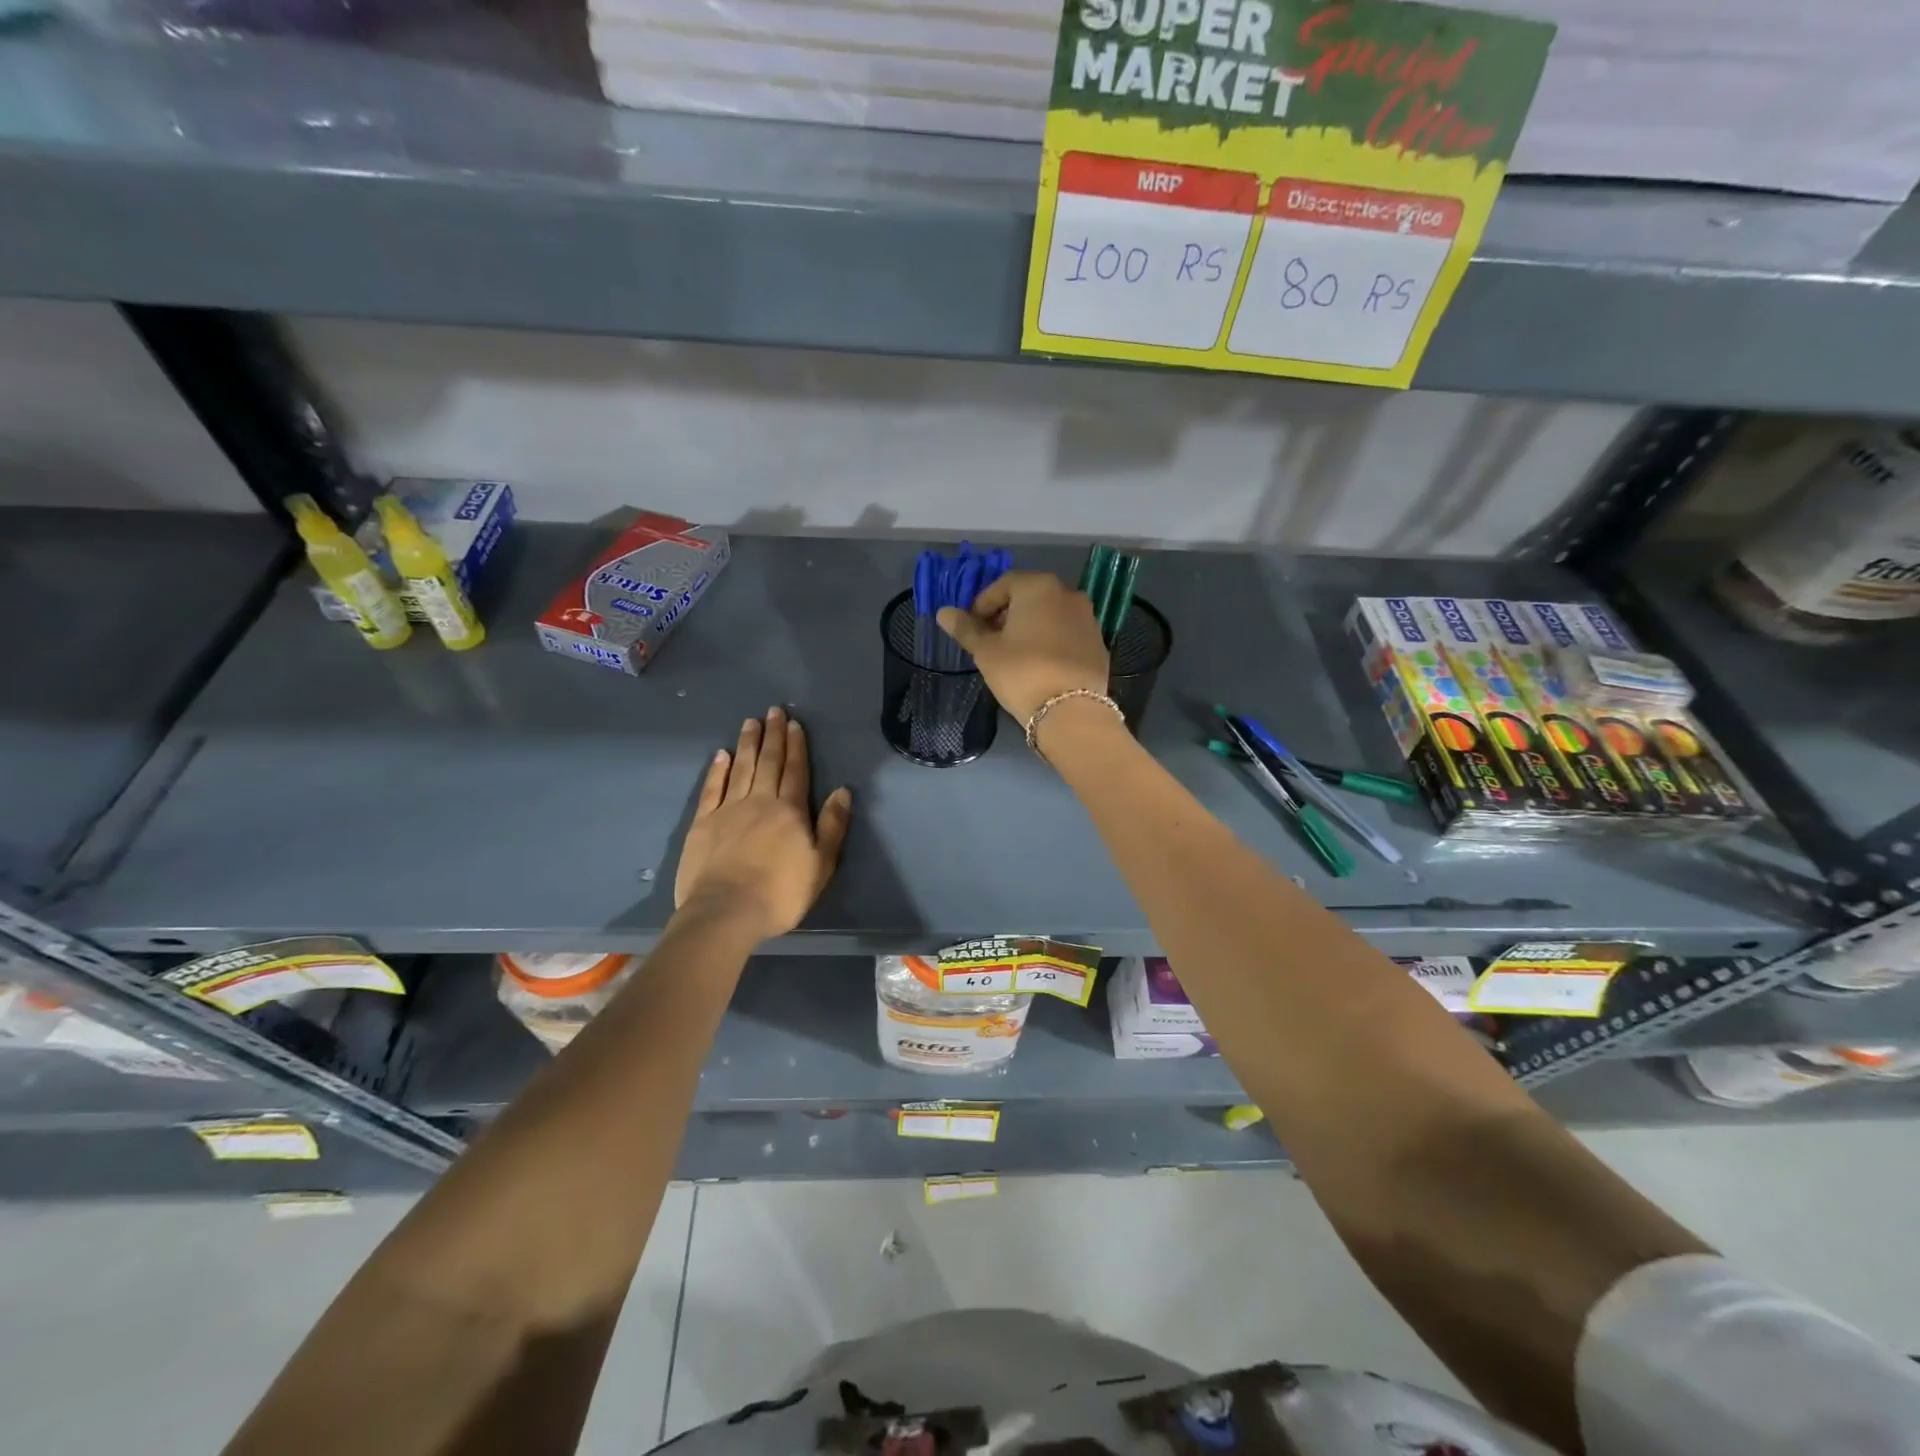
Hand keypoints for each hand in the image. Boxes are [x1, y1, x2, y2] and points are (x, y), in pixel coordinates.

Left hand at [674, 708, 852, 941]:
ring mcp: (728, 810)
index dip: (797, 746)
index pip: (796, 771)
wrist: (726, 912)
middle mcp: (760, 801)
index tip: (794, 724)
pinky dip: (717, 770)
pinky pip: (712, 789)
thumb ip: (833, 826)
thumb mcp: (821, 865)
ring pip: (740, 768)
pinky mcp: (703, 823)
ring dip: (747, 744)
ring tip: (750, 722)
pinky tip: (720, 754)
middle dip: (773, 735)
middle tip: (773, 711)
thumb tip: (843, 791)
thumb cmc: (780, 893)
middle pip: (768, 762)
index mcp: (790, 811)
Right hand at [937, 571, 1109, 726]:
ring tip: (1015, 653)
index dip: (982, 604)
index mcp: (1038, 587)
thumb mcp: (986, 652)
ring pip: (1050, 614)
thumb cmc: (1022, 673)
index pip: (1002, 584)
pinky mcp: (1098, 642)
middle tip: (991, 640)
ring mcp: (1088, 618)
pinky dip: (1051, 640)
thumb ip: (966, 628)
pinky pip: (1067, 633)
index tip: (972, 627)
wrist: (1072, 711)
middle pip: (1029, 596)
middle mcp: (1067, 593)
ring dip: (1031, 626)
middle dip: (1007, 614)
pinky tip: (1041, 664)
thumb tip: (943, 612)